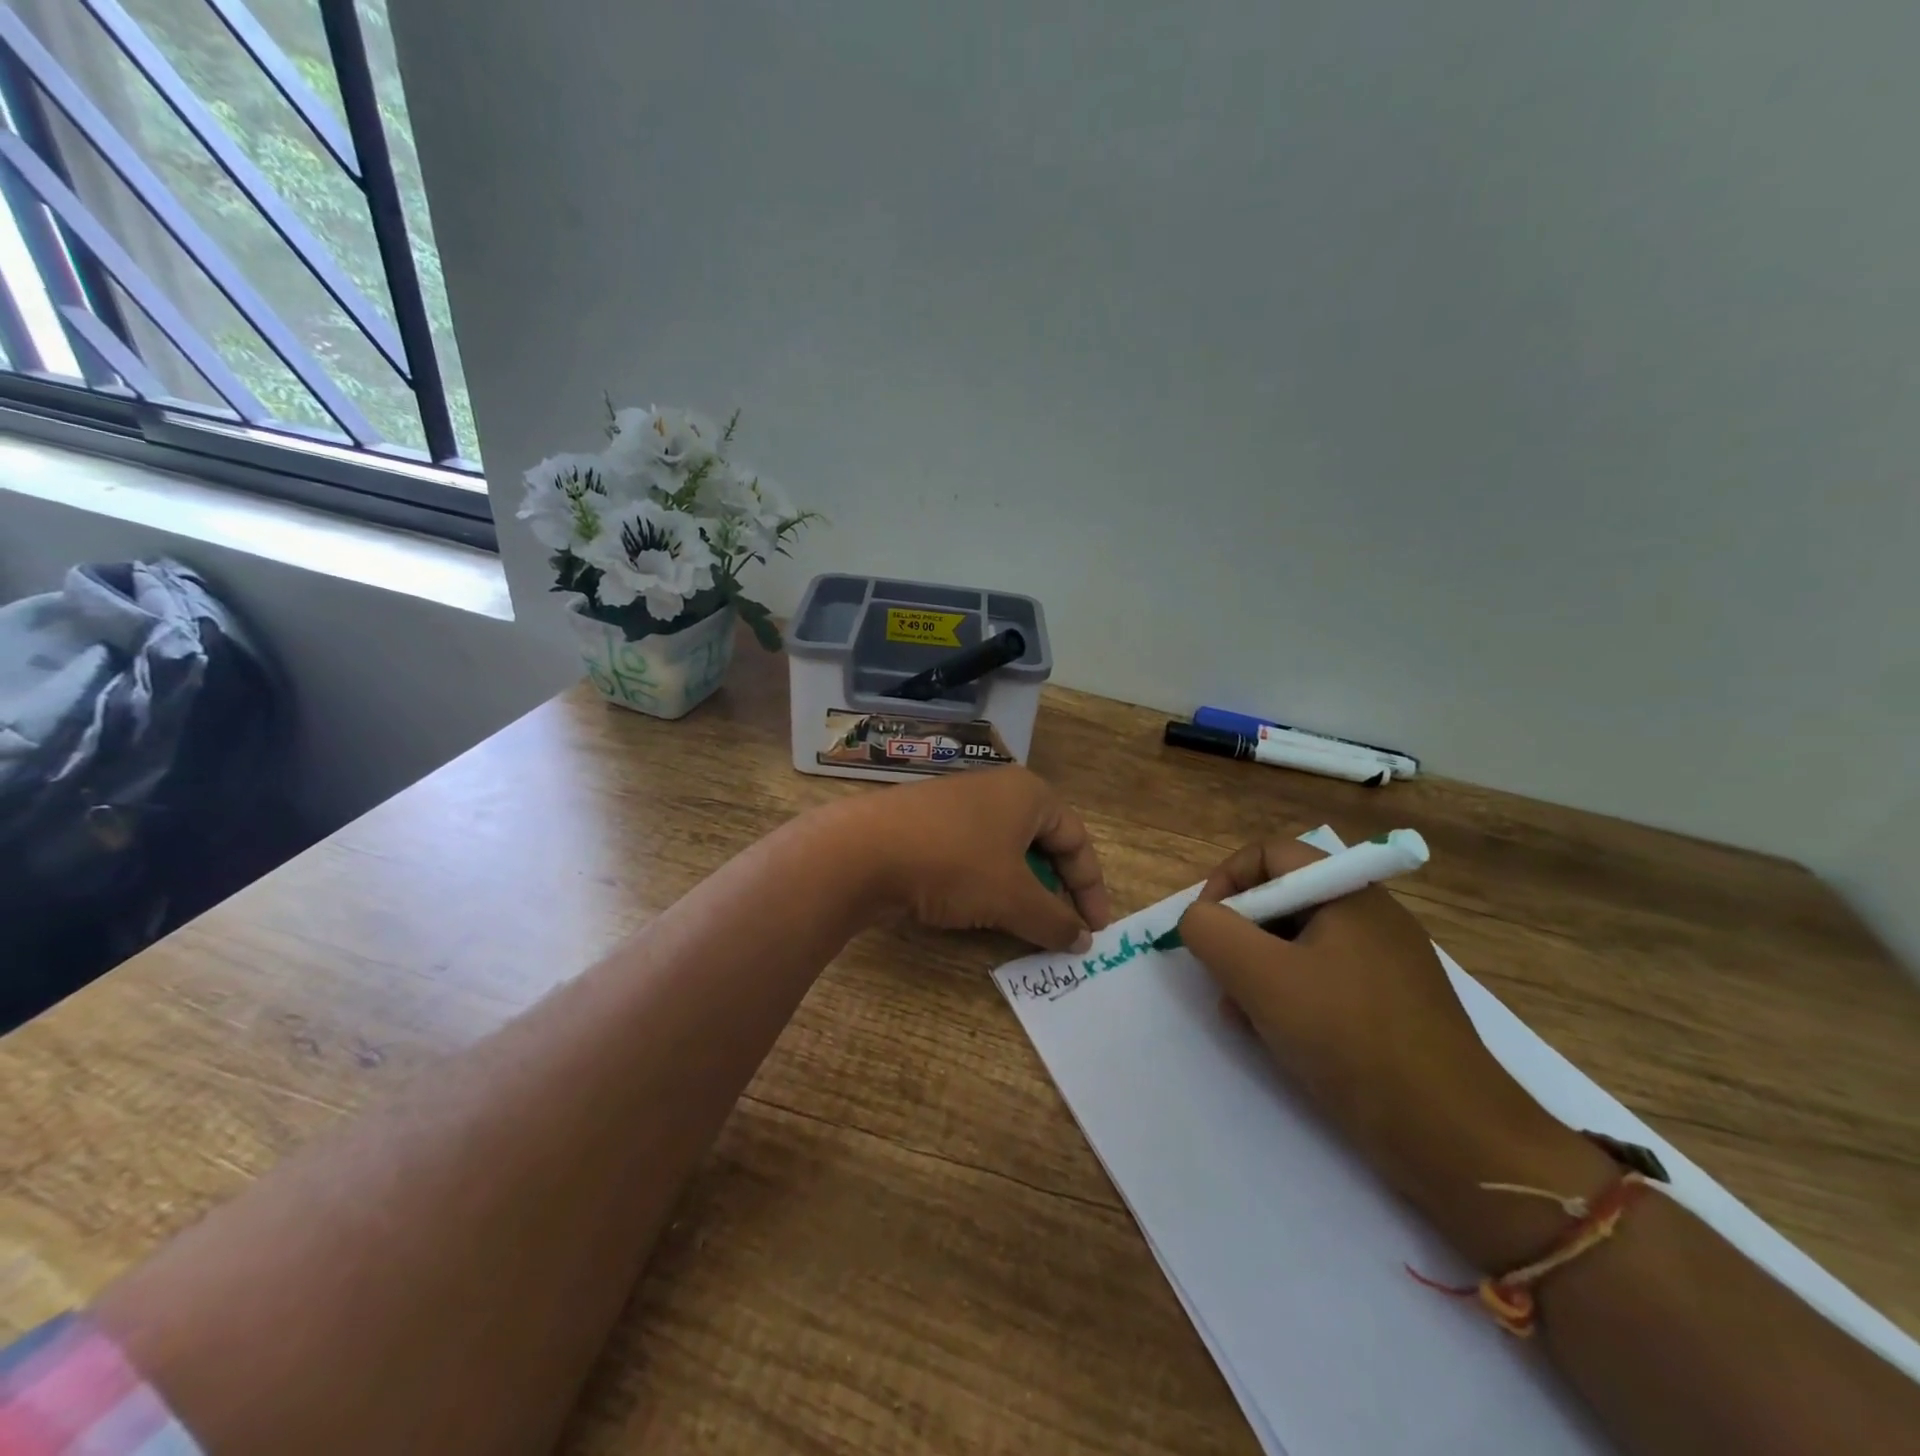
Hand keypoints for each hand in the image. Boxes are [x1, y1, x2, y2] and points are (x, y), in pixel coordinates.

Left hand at [848, 767, 1111, 951]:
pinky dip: (988, 884)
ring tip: (1023, 925)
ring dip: (1021, 891)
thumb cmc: (954, 863)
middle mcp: (997, 791)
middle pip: (1043, 844)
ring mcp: (959, 806)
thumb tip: (1082, 942)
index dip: (1091, 887)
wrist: (862, 852)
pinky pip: (974, 855)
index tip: (1095, 930)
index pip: (1076, 840)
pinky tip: (979, 910)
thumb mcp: (1012, 897)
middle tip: (1062, 927)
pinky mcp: (929, 825)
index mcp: (1029, 794)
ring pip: (1006, 852)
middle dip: (1056, 889)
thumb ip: (1053, 920)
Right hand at [1177, 836, 1612, 1270]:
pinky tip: (1275, 1038)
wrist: (1456, 1140)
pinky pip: (1320, 982)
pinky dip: (1288, 999)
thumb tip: (1198, 919)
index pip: (1270, 854)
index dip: (1226, 880)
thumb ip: (1211, 931)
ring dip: (1257, 972)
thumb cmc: (1352, 1040)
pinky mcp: (1388, 1008)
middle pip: (1281, 900)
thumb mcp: (1262, 977)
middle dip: (1238, 935)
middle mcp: (1370, 917)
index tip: (1206, 928)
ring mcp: (1383, 964)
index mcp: (1349, 894)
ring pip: (1296, 945)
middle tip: (1222, 980)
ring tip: (1243, 1017)